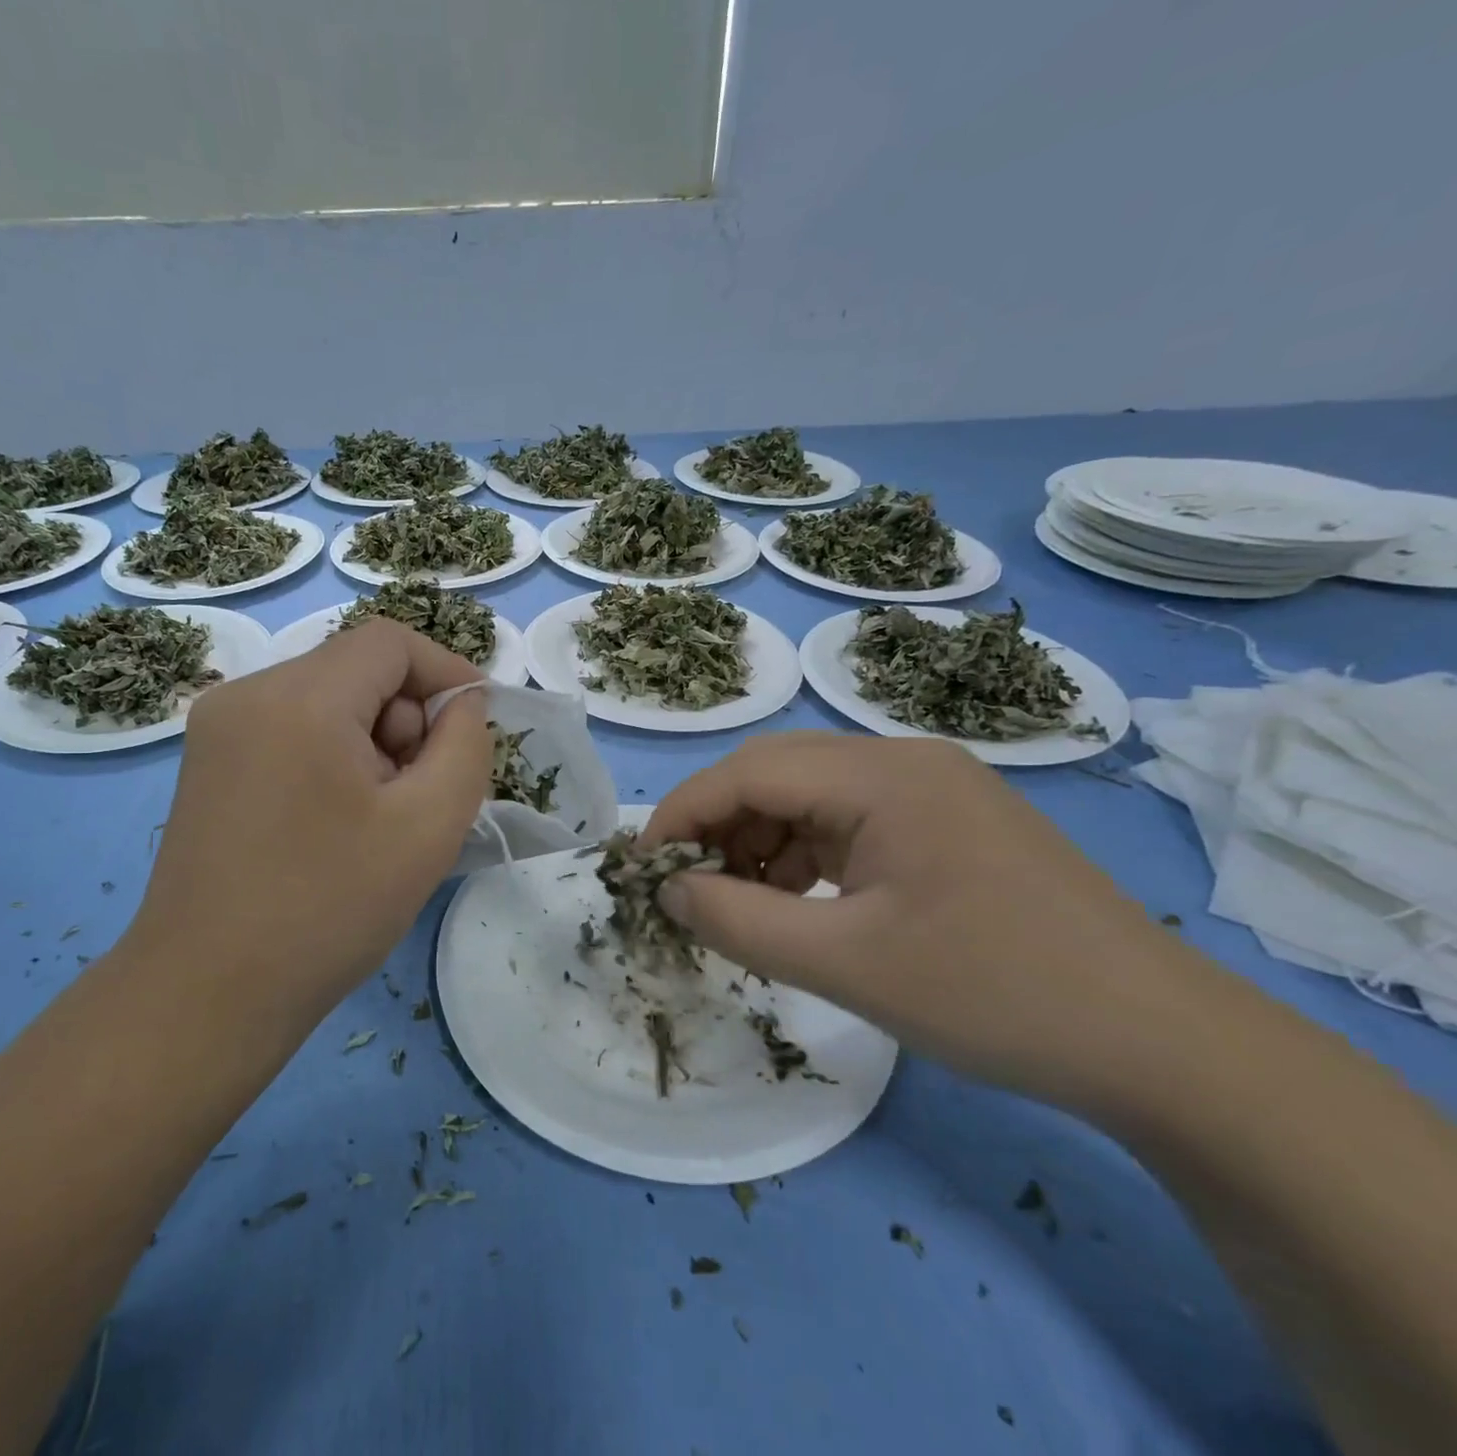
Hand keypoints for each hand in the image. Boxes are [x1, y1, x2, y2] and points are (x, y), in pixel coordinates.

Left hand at [121, 619, 488, 1029]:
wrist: (209, 995)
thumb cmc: (328, 909)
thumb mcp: (429, 826)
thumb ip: (465, 745)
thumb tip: (461, 704)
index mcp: (299, 698)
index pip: (390, 642)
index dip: (446, 672)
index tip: (476, 726)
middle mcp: (247, 693)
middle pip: (356, 670)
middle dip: (406, 720)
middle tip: (419, 796)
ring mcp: (217, 728)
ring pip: (326, 701)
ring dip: (371, 743)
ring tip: (377, 819)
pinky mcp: (208, 763)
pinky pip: (292, 730)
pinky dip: (332, 757)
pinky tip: (335, 822)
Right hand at [643, 732, 1201, 1112]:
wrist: (1164, 1045)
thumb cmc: (995, 994)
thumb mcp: (845, 963)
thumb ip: (738, 922)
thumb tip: (668, 891)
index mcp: (884, 774)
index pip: (749, 771)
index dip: (683, 814)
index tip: (643, 869)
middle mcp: (906, 761)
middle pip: (777, 773)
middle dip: (719, 827)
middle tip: (687, 889)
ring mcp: (934, 788)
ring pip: (811, 796)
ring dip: (761, 842)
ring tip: (742, 905)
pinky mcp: (950, 822)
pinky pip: (850, 820)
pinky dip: (807, 854)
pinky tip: (802, 902)